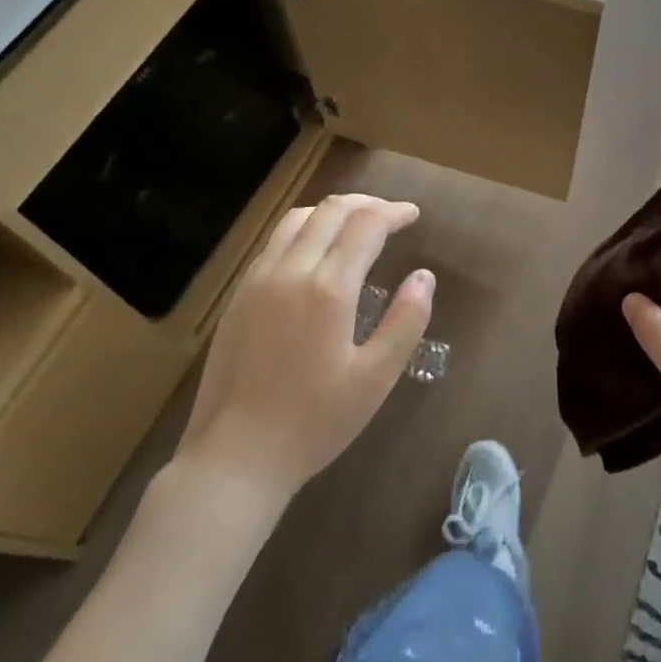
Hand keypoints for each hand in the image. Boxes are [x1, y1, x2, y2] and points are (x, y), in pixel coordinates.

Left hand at [183, 194, 433, 500]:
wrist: (236, 457)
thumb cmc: (314, 423)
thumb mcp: (375, 379)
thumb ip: (406, 322)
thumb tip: (424, 276)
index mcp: (328, 289)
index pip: (365, 225)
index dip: (393, 212)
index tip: (413, 215)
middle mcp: (289, 271)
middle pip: (330, 211)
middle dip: (366, 204)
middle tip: (391, 215)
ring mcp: (257, 280)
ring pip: (297, 219)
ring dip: (332, 211)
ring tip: (356, 224)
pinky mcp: (238, 296)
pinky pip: (274, 242)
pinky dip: (304, 229)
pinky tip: (315, 252)